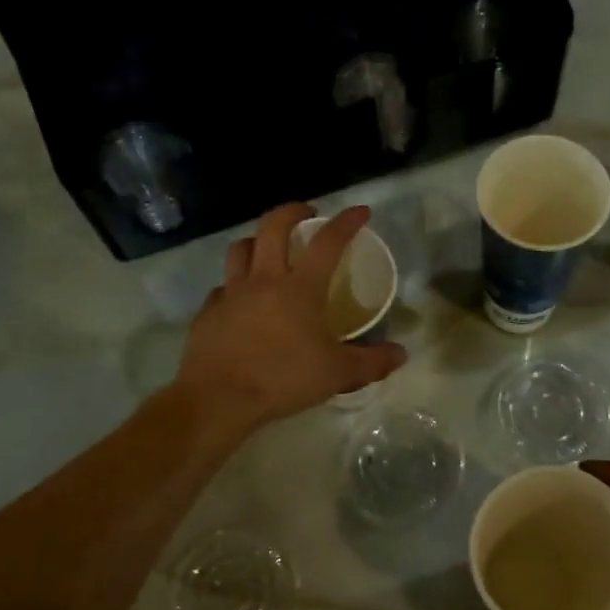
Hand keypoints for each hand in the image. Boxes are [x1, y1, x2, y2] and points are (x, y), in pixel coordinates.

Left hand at [177, 203, 407, 429]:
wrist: (219, 398)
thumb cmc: (283, 379)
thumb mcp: (337, 374)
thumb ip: (372, 362)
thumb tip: (401, 354)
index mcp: (300, 288)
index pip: (328, 242)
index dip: (346, 222)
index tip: (360, 211)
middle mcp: (264, 280)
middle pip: (272, 226)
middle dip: (291, 211)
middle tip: (306, 214)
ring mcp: (231, 294)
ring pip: (240, 248)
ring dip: (256, 240)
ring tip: (267, 248)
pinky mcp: (208, 313)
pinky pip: (221, 288)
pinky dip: (234, 286)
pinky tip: (241, 301)